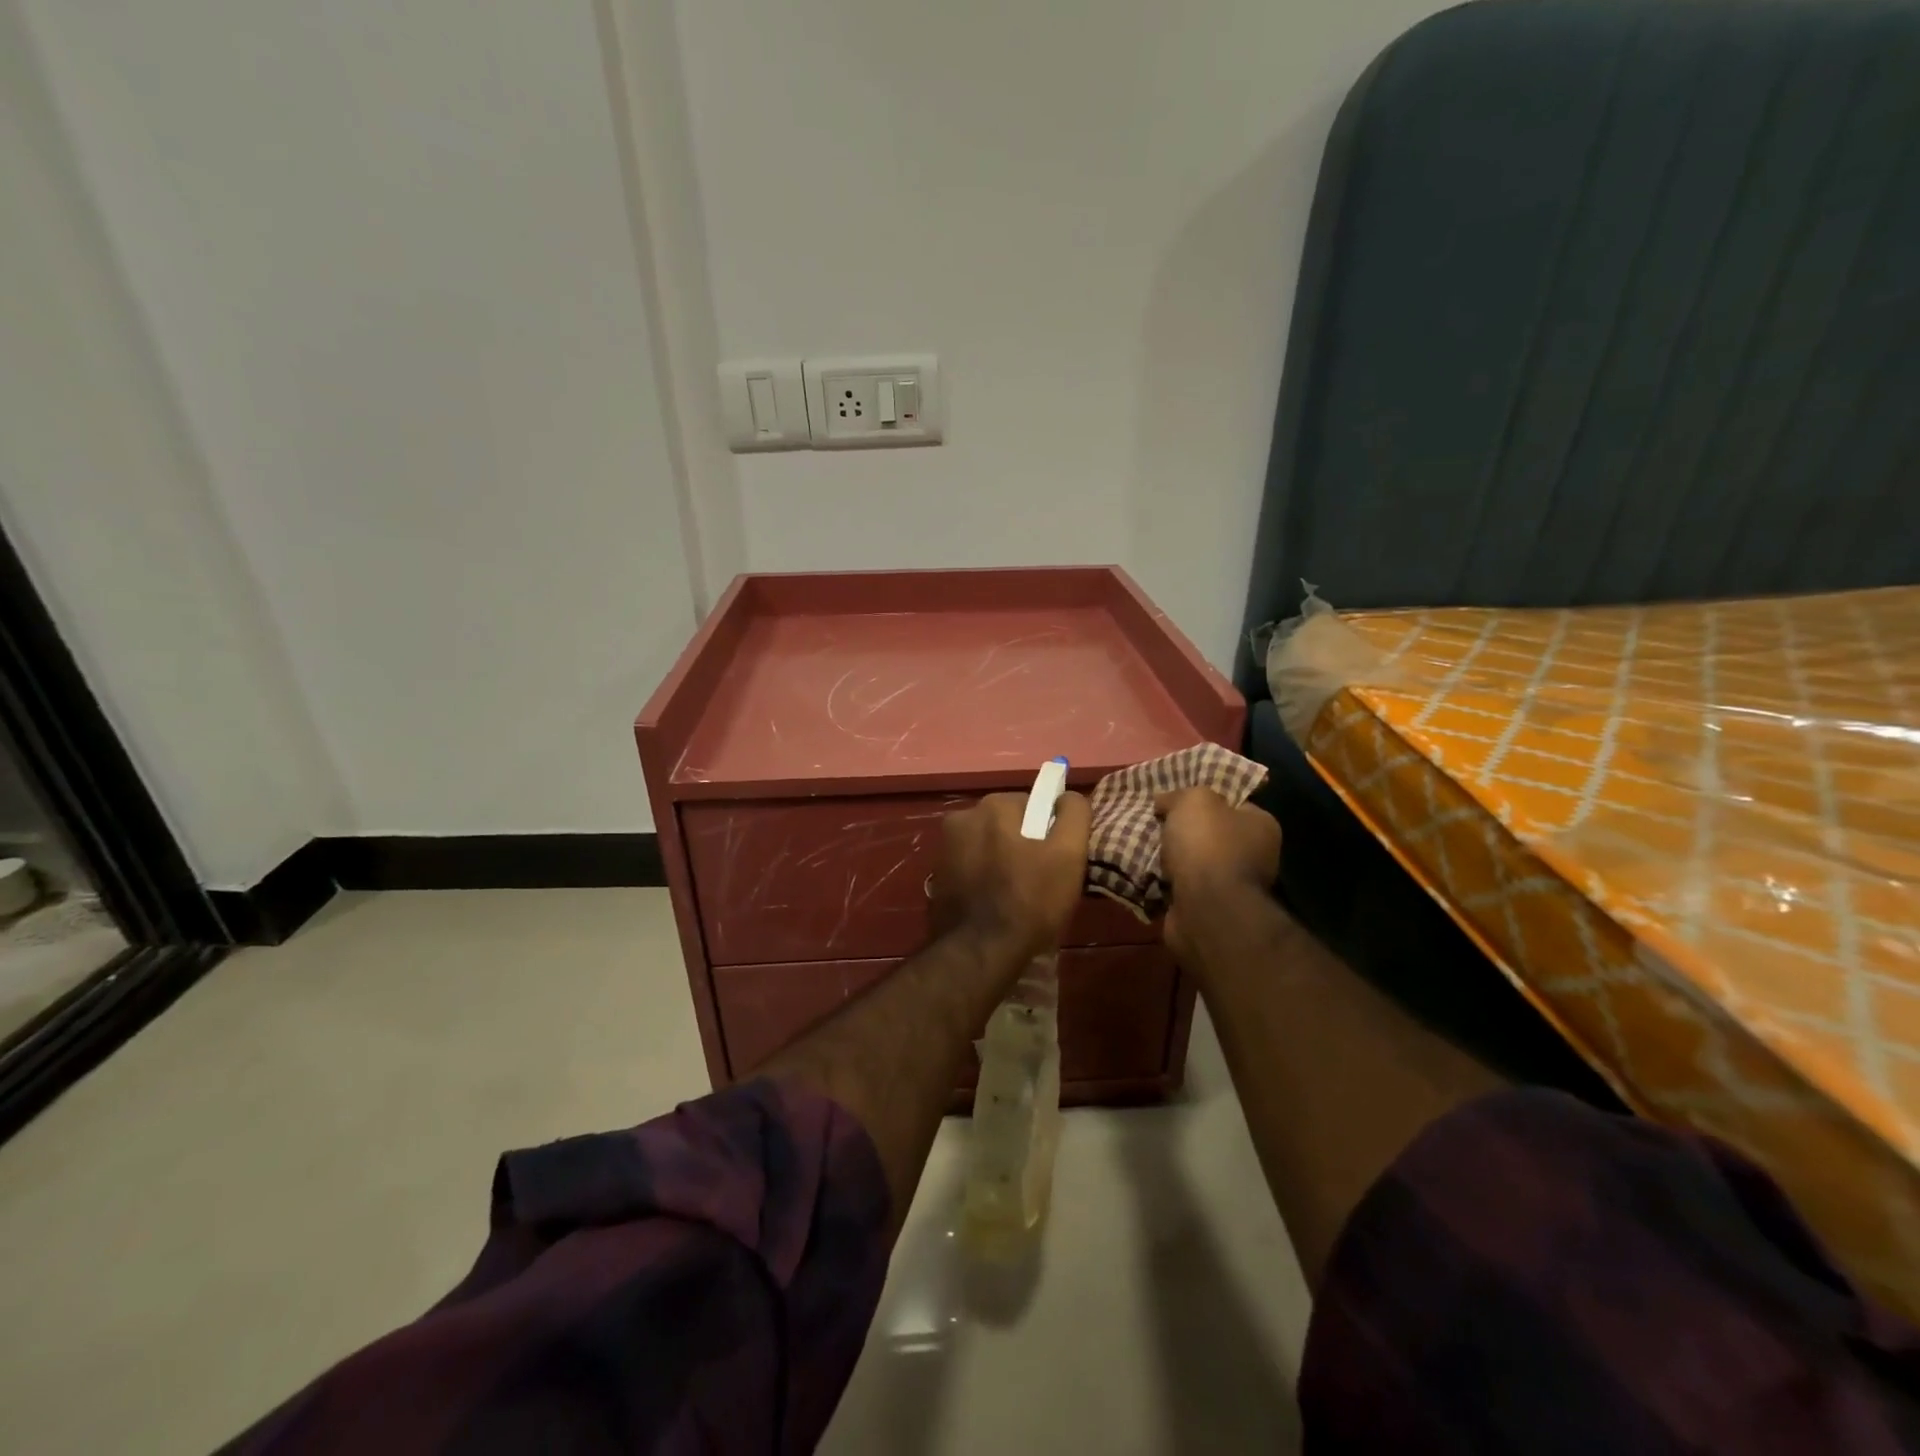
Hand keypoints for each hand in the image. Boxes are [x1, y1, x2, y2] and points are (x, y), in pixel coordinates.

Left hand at [929, 791, 1090, 962]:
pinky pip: (971, 869)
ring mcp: (944, 848)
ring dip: (1003, 862)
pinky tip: (995, 905)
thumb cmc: (1030, 900)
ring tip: (1019, 897)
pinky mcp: (937, 877)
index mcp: (993, 805)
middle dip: (1024, 845)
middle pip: (1008, 825)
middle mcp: (962, 818)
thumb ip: (1074, 814)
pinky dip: (984, 879)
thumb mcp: (1069, 854)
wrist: (979, 953)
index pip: (1034, 806)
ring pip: (988, 846)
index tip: (1057, 860)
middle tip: (1041, 881)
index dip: (1050, 832)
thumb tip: (1068, 797)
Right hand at [1155, 788, 1281, 957]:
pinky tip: (1146, 873)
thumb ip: (1179, 795)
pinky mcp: (1210, 909)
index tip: (1176, 800)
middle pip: (1212, 835)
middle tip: (1155, 823)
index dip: (1205, 799)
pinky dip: (1165, 883)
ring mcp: (1233, 887)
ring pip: (1194, 863)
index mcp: (1261, 826)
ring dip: (1171, 859)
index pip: (1234, 804)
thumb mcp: (1194, 800)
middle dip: (1183, 832)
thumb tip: (1164, 801)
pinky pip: (1181, 888)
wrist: (1205, 908)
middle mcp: (1255, 856)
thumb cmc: (1208, 845)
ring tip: (1143, 847)